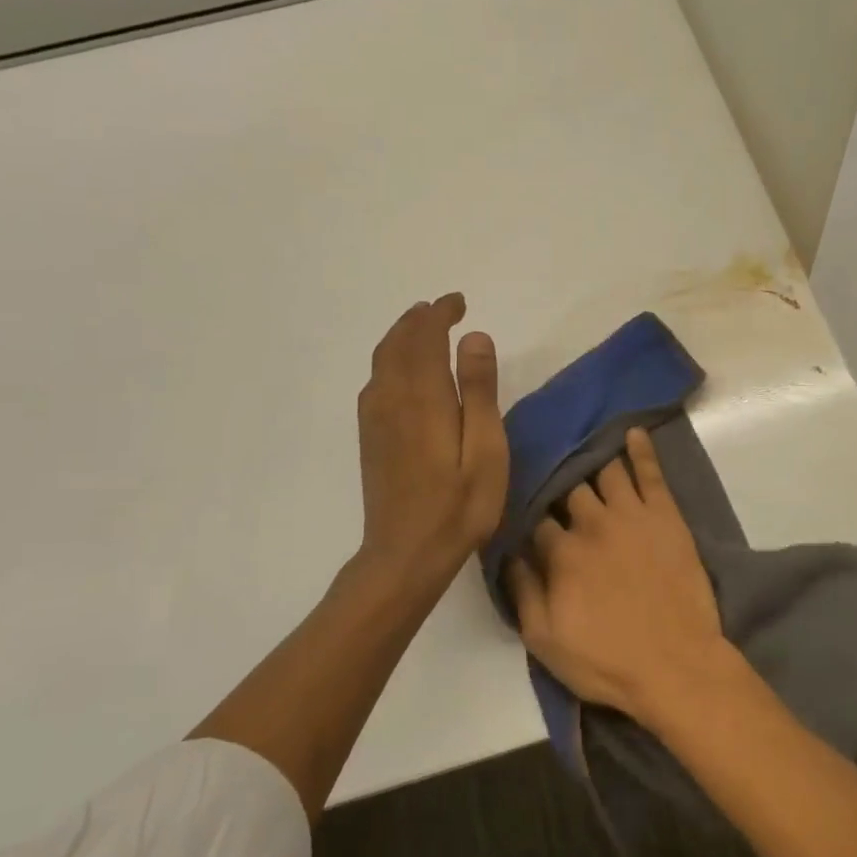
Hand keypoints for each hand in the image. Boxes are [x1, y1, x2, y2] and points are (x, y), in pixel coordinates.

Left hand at [355, 294, 507, 603]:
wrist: (405, 554)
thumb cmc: (459, 505)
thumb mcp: (486, 449)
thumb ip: (479, 390)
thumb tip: (473, 336)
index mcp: (423, 397)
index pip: (425, 337)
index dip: (439, 313)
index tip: (458, 302)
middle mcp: (392, 398)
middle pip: (398, 343)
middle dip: (419, 319)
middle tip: (443, 308)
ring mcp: (375, 418)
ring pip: (382, 360)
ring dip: (402, 336)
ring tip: (423, 328)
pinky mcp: (370, 436)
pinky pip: (375, 380)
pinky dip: (389, 359)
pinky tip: (401, 371)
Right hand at [506, 428, 730, 724]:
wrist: (676, 665)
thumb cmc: (606, 660)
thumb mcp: (544, 641)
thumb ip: (522, 592)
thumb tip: (509, 554)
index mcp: (561, 552)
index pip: (537, 520)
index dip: (530, 515)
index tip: (526, 509)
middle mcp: (592, 523)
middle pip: (569, 490)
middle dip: (559, 482)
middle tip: (555, 473)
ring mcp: (632, 514)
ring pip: (606, 472)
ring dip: (592, 458)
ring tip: (584, 444)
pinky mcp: (666, 515)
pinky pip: (651, 472)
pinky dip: (641, 449)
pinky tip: (632, 432)